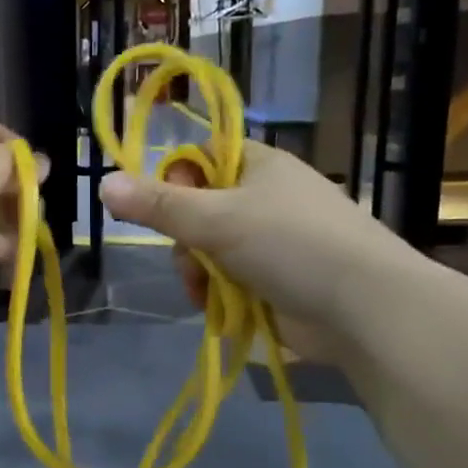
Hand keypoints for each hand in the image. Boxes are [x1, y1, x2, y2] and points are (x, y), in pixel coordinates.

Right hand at [99, 141, 415, 358]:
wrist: (364, 309)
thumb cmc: (290, 245)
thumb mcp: (216, 219)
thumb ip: (158, 205)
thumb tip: (103, 184)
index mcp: (260, 166)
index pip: (201, 157)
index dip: (176, 179)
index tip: (165, 207)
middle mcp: (266, 198)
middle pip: (199, 210)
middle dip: (186, 241)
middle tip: (192, 261)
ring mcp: (274, 241)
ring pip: (210, 250)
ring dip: (199, 273)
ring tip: (207, 294)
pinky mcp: (278, 280)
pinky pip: (230, 280)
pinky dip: (220, 294)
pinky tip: (220, 309)